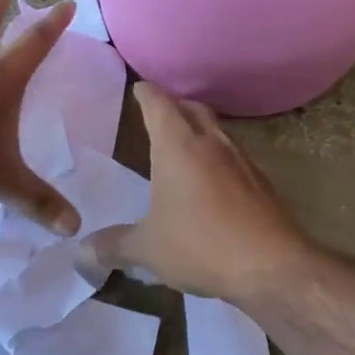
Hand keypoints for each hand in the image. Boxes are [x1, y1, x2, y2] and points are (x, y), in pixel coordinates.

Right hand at [96, 82, 312, 300]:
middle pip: (192, 109)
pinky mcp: (261, 182)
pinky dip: (216, 158)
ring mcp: (241, 160)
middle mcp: (211, 143)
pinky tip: (210, 183)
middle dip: (174, 106)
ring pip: (216, 130)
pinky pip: (233, 157)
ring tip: (182, 147)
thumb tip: (81, 252)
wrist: (273, 266)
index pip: (159, 104)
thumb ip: (113, 246)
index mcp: (178, 146)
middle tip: (157, 114)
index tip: (138, 88)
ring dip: (198, 130)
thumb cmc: (201, 245)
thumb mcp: (148, 249)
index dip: (146, 93)